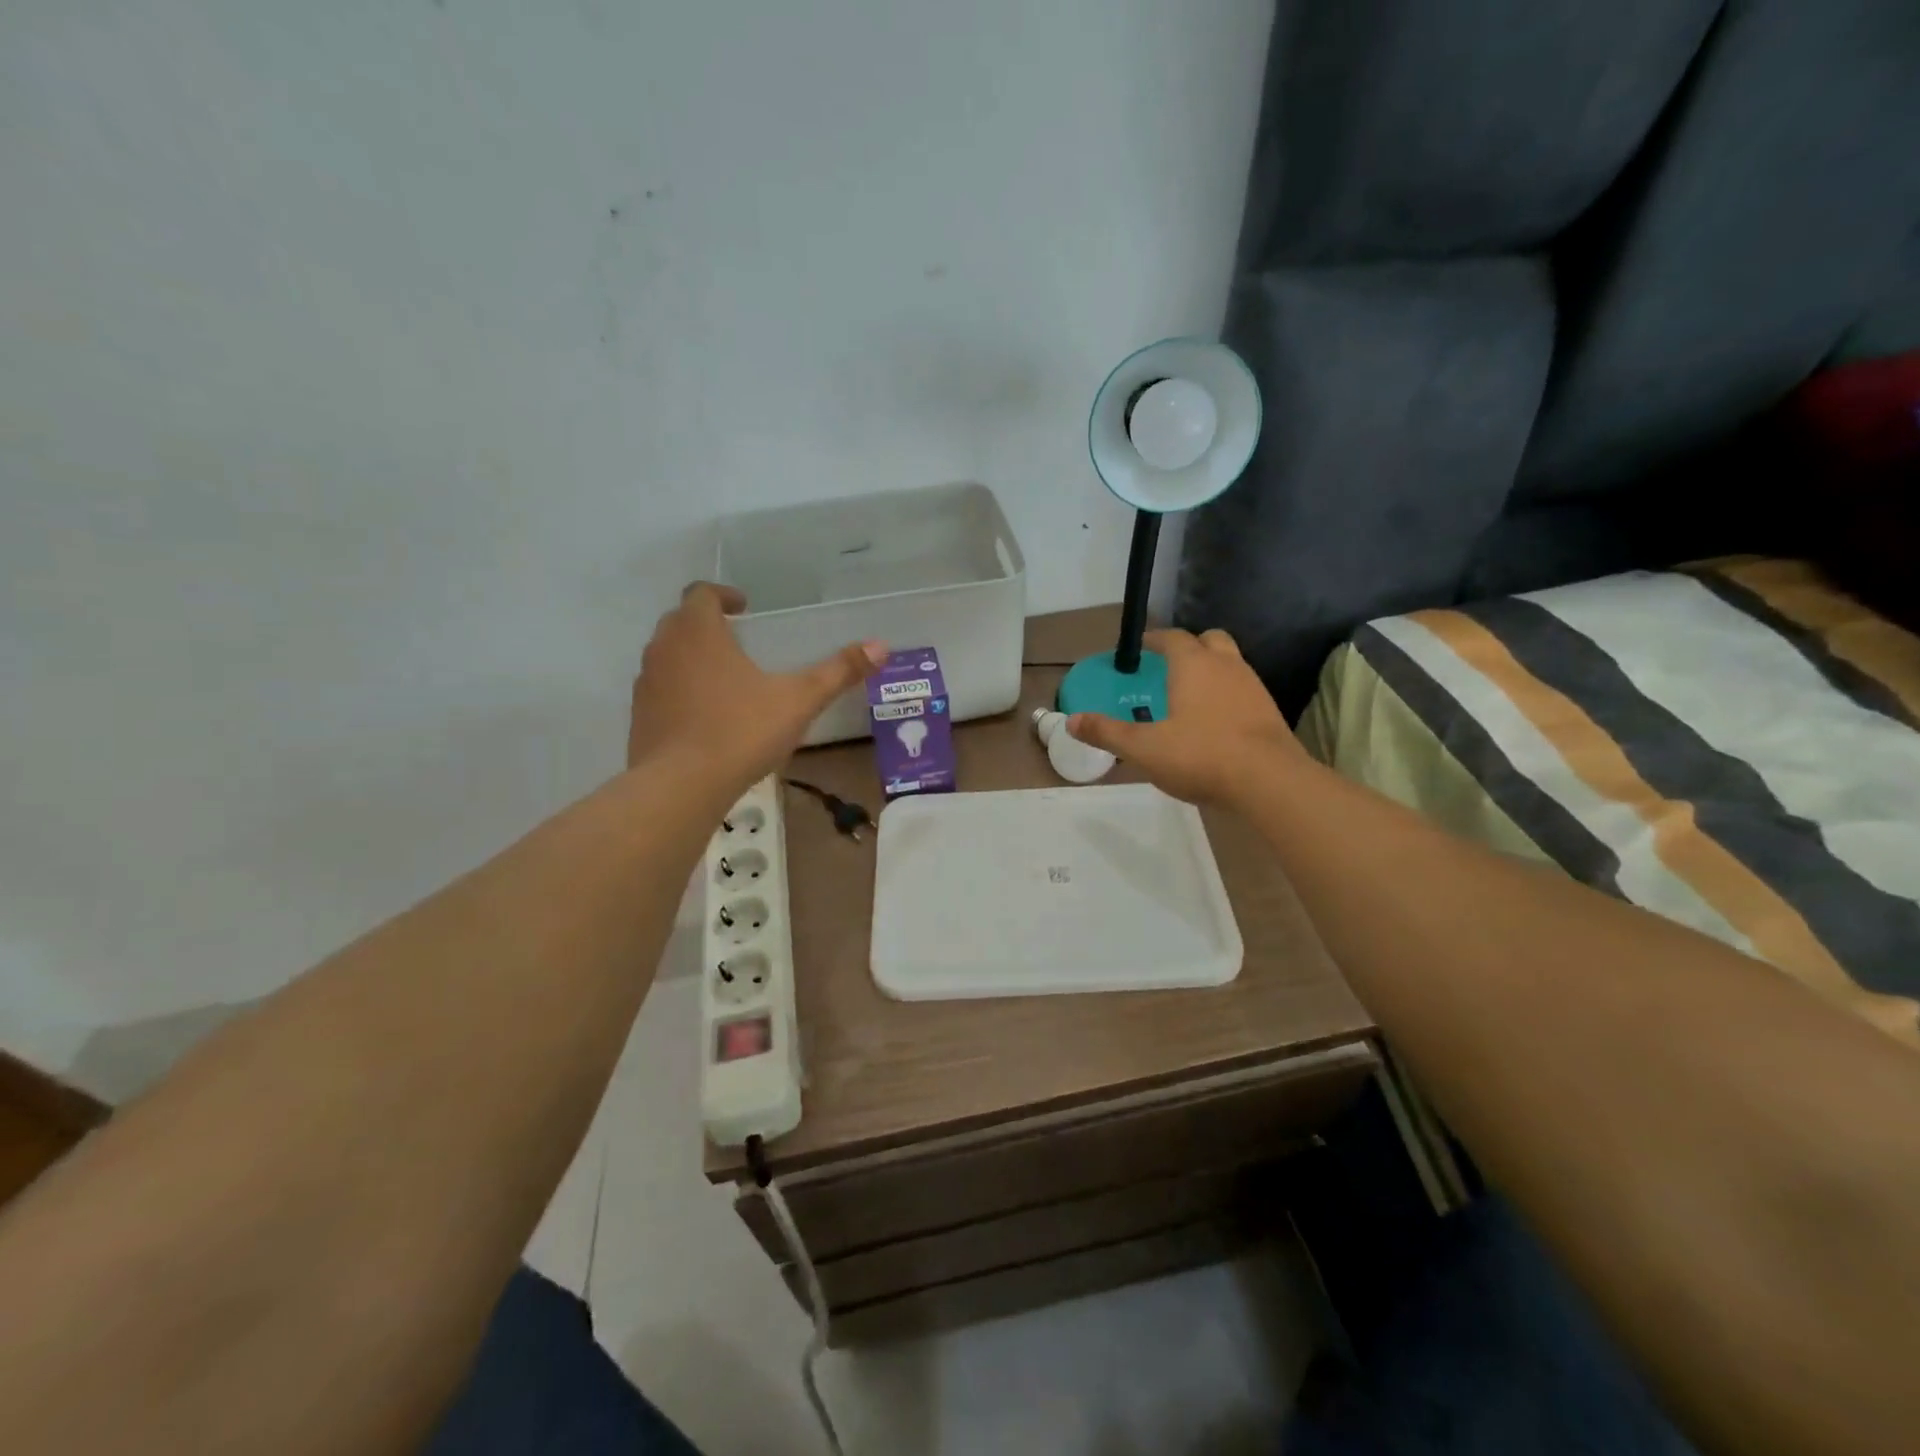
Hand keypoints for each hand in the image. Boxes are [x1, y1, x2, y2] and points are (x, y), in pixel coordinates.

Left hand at [628, 583, 884, 787]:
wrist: (680, 787)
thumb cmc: (741, 731)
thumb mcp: (799, 700)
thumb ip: (838, 672)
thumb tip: (881, 646)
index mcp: (698, 632)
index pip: (701, 593)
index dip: (723, 595)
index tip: (745, 608)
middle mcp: (664, 648)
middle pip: (681, 621)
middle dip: (708, 624)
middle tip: (739, 640)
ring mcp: (646, 683)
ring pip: (667, 655)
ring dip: (692, 657)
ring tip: (726, 679)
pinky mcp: (638, 717)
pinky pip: (660, 690)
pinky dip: (680, 690)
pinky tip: (706, 717)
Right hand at [1068, 628, 1301, 804]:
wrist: (1269, 781)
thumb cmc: (1200, 755)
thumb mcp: (1144, 748)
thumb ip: (1107, 732)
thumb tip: (1071, 721)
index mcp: (1193, 665)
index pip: (1172, 638)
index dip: (1155, 640)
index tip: (1141, 648)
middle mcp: (1226, 665)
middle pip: (1209, 640)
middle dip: (1189, 647)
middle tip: (1169, 666)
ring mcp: (1253, 687)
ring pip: (1231, 663)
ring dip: (1211, 670)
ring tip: (1191, 695)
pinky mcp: (1269, 711)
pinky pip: (1243, 689)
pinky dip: (1227, 694)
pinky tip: (1215, 720)